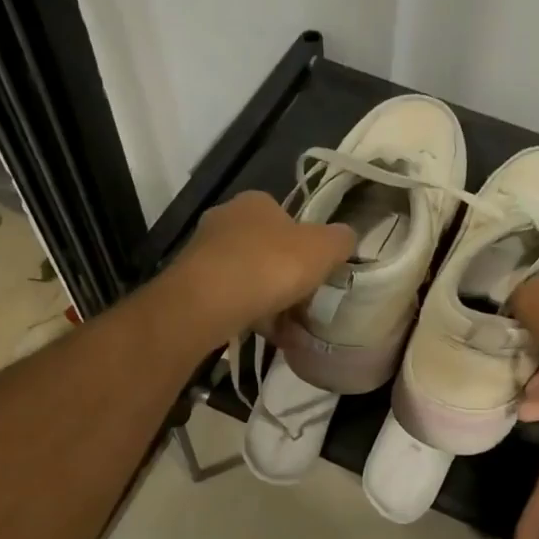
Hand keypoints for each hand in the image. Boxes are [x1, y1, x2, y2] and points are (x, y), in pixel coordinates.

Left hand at [166, 191, 355, 347]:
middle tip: (305, 301)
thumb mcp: (323, 248)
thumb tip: (346, 237)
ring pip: (247, 276)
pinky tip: (268, 336)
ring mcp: (204, 253)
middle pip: (264, 248)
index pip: (285, 217)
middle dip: (285, 275)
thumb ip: (340, 240)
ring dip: (268, 300)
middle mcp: (225, 219)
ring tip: (290, 328)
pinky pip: (230, 300)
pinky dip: (249, 315)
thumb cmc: (271, 265)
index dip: (304, 244)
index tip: (316, 270)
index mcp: (255, 202)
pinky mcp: (191, 285)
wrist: (209, 301)